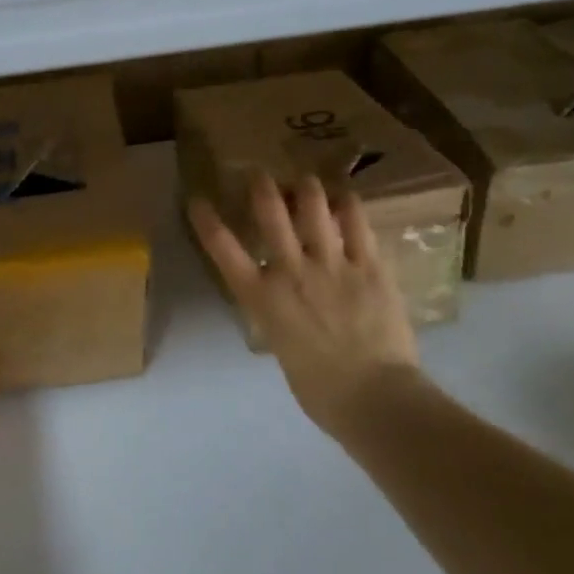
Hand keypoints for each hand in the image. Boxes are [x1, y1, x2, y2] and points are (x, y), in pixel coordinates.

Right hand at [189, 173, 424, 436]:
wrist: (375, 399)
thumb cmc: (321, 391)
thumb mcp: (283, 348)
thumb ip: (280, 315)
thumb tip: (284, 301)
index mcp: (263, 299)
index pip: (225, 251)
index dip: (207, 222)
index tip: (197, 200)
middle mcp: (292, 271)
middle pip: (271, 213)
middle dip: (262, 186)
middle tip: (261, 174)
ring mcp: (332, 264)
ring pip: (314, 206)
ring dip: (307, 187)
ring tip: (308, 182)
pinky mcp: (369, 265)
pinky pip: (357, 222)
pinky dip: (348, 204)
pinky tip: (345, 198)